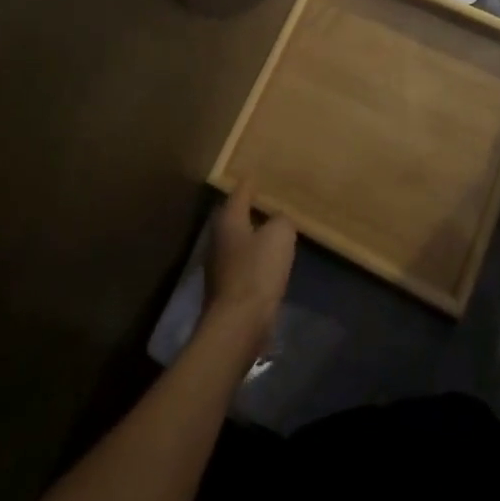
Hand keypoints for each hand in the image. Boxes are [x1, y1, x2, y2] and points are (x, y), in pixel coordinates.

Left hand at [202, 181, 295, 352]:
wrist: (238, 326)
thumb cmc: (257, 272)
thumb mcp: (279, 236)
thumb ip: (281, 221)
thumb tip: (278, 221)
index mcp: (229, 220)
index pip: (239, 193)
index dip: (249, 183)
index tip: (255, 174)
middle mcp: (218, 239)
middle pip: (233, 217)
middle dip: (247, 210)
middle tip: (265, 201)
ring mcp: (218, 267)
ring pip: (237, 242)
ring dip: (251, 237)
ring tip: (271, 231)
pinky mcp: (225, 291)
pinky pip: (242, 265)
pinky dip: (254, 260)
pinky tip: (267, 263)